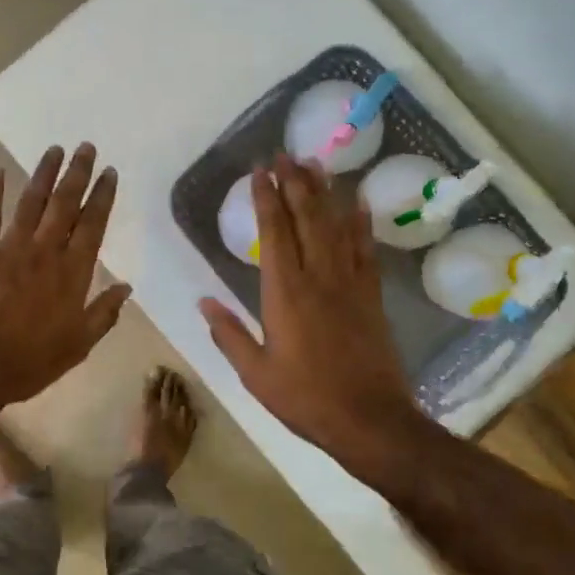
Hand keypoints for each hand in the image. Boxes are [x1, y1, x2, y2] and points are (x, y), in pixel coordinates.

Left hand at [0, 143, 131, 410]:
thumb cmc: (29, 362)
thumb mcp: (78, 346)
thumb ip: (104, 314)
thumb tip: (126, 287)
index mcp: (72, 273)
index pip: (92, 225)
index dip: (102, 196)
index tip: (109, 173)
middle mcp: (44, 251)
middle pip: (65, 204)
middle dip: (77, 173)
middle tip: (86, 147)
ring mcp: (9, 248)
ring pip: (30, 202)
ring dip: (43, 174)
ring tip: (54, 150)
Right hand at [199, 154, 423, 466]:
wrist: (370, 420)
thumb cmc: (305, 398)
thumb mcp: (255, 374)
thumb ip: (228, 334)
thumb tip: (202, 300)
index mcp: (285, 293)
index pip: (274, 233)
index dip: (265, 199)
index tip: (259, 172)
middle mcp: (319, 278)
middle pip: (307, 219)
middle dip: (294, 184)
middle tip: (285, 154)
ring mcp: (350, 285)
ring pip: (336, 227)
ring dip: (325, 194)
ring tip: (315, 164)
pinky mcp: (372, 297)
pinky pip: (366, 251)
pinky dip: (361, 225)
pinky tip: (359, 204)